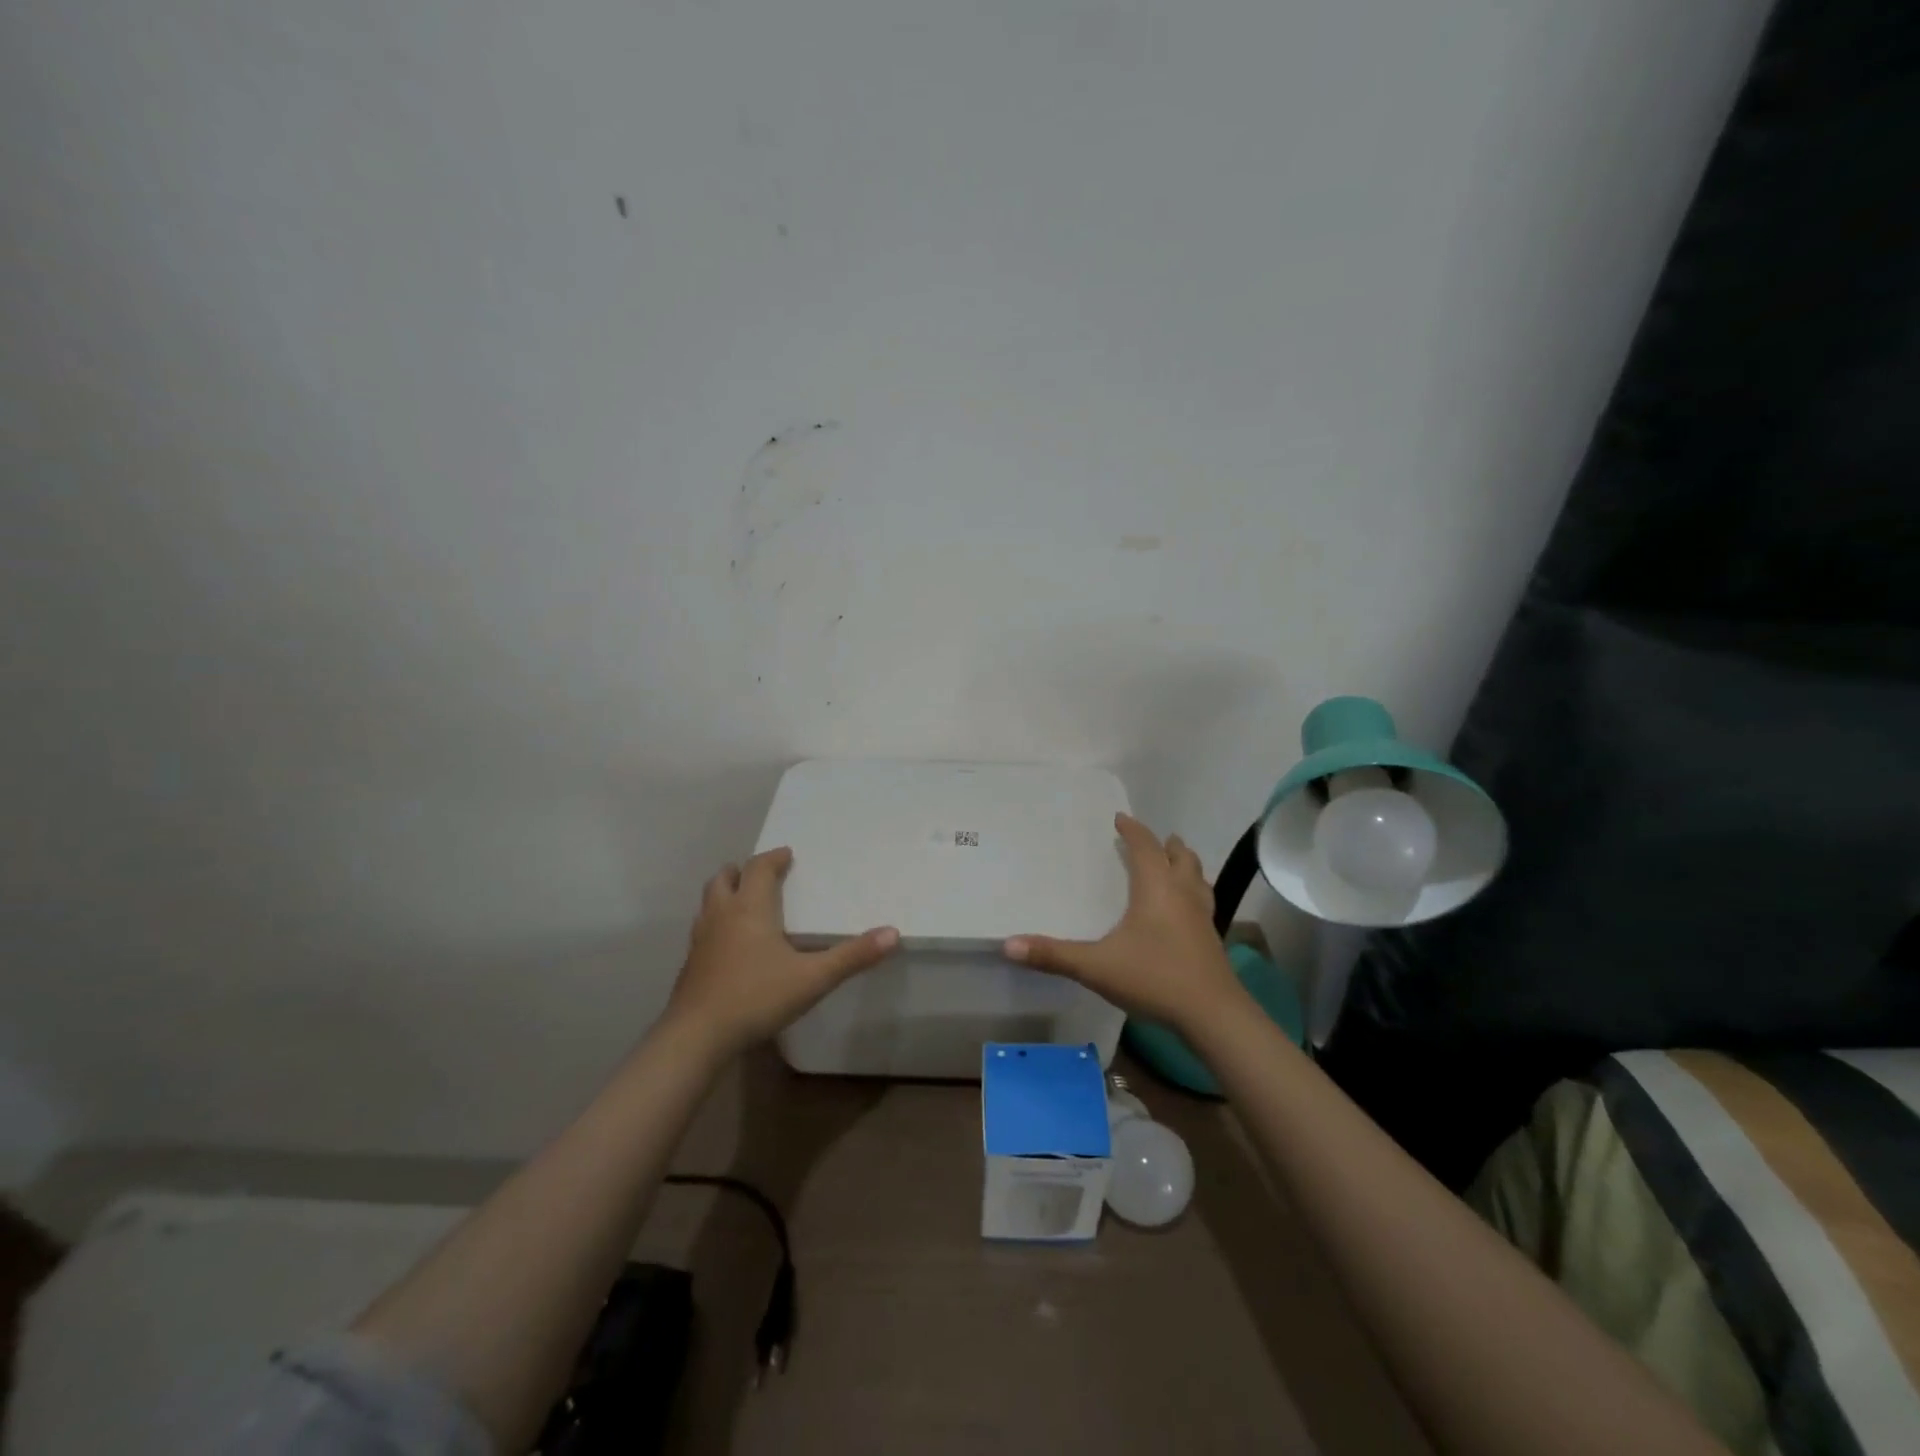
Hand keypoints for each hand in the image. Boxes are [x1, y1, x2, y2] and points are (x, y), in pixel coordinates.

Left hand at [664, 847, 899, 1054]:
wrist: (696, 1036)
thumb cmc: (756, 997)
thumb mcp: (813, 978)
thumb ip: (852, 956)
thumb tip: (893, 933)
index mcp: (750, 908)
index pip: (759, 868)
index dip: (773, 858)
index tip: (787, 855)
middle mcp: (721, 916)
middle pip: (724, 879)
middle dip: (742, 871)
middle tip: (761, 874)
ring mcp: (700, 940)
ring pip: (708, 903)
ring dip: (725, 895)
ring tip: (744, 904)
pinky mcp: (690, 965)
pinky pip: (703, 930)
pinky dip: (717, 924)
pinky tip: (730, 946)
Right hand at [1004, 813, 1244, 1035]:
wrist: (1213, 1015)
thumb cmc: (1154, 978)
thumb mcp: (1096, 967)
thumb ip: (1053, 955)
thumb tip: (1008, 945)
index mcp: (1156, 888)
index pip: (1145, 847)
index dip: (1133, 830)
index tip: (1120, 818)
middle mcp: (1183, 894)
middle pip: (1181, 857)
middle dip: (1166, 845)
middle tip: (1155, 839)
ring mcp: (1202, 917)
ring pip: (1198, 878)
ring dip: (1185, 866)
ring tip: (1175, 864)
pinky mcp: (1211, 939)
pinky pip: (1203, 902)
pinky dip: (1193, 893)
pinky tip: (1184, 912)